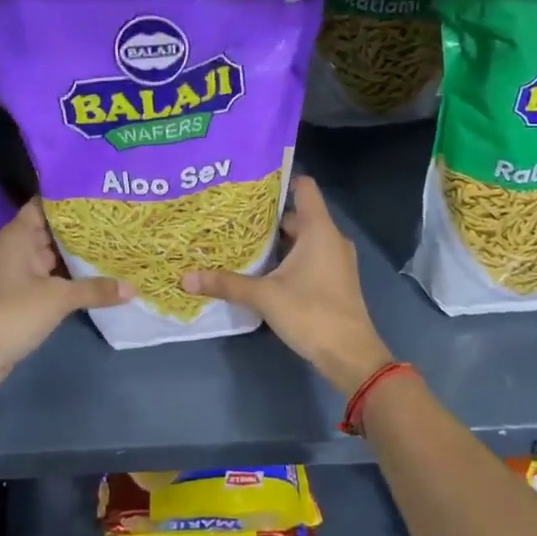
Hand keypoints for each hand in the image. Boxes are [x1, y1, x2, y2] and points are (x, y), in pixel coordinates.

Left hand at [0, 199, 128, 391]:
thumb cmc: (13, 312)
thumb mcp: (59, 298)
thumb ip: (96, 290)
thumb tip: (133, 288)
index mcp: (19, 236)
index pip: (44, 204)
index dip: (69, 196)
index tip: (99, 192)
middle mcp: (19, 248)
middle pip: (53, 229)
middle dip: (82, 226)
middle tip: (118, 217)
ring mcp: (21, 273)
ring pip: (55, 255)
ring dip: (79, 253)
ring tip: (116, 242)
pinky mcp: (24, 296)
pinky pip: (53, 277)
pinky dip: (72, 276)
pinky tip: (99, 275)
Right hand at [182, 175, 392, 394]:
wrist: (350, 355)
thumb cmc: (311, 313)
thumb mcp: (264, 296)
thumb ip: (226, 284)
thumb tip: (185, 278)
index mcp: (319, 229)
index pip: (303, 187)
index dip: (279, 180)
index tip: (249, 183)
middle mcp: (331, 238)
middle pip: (298, 215)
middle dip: (267, 217)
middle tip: (233, 217)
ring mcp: (336, 260)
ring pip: (303, 239)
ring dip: (277, 240)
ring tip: (242, 241)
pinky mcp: (335, 280)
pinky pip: (310, 256)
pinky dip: (288, 257)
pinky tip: (263, 269)